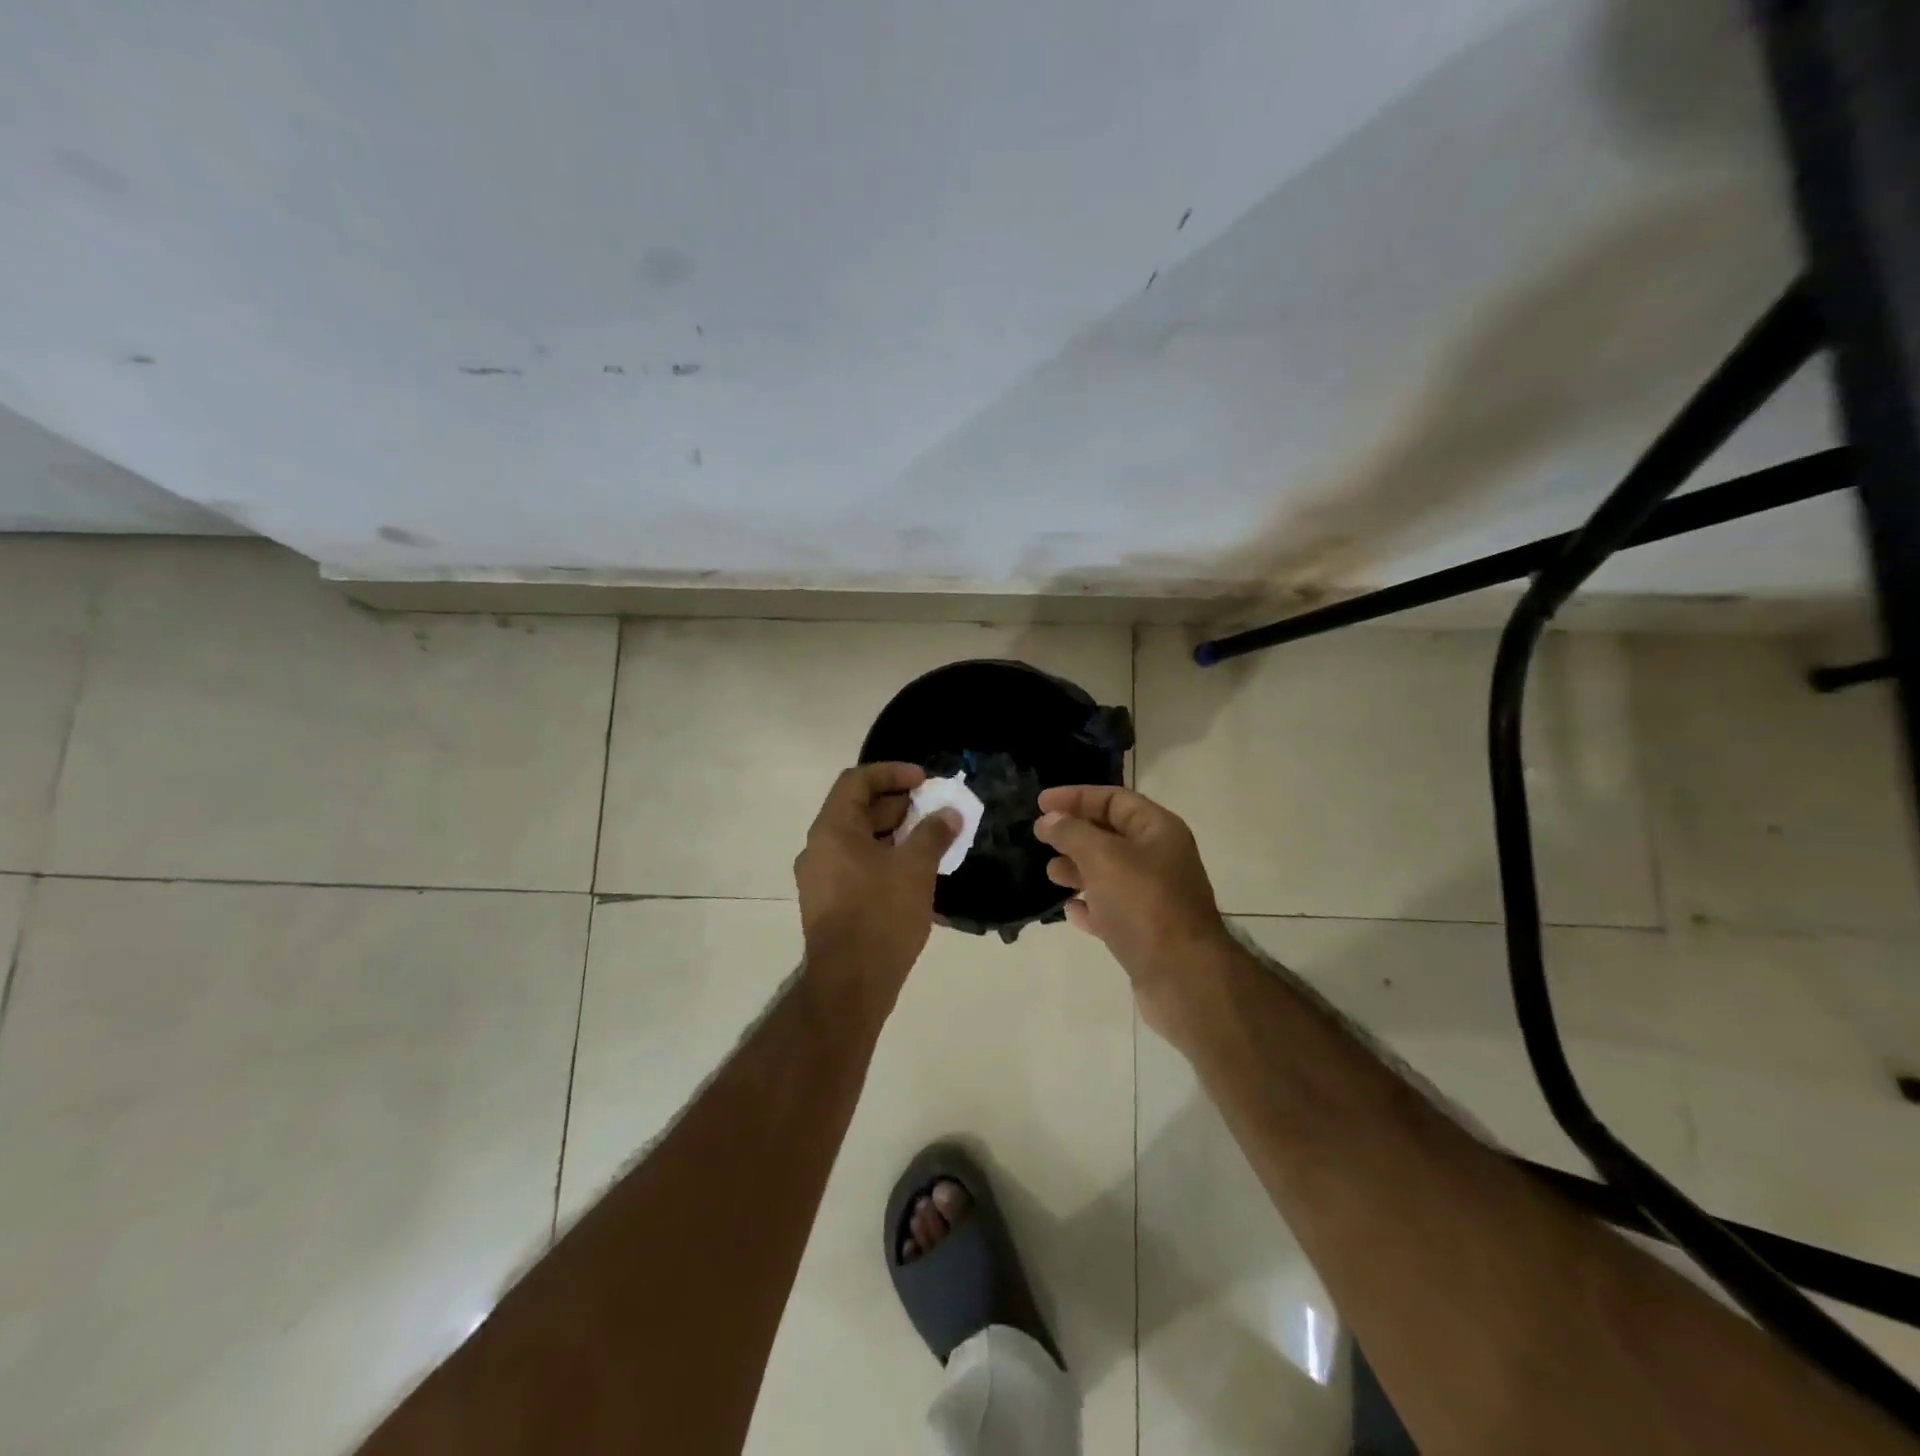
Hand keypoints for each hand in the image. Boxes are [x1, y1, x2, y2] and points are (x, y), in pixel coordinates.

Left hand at [794, 763, 958, 1019]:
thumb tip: (949, 813)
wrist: (850, 984)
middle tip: (933, 811)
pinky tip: (914, 874)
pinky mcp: (829, 903)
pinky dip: (884, 859)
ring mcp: (821, 877)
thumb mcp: (915, 869)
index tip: (924, 781)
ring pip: (858, 840)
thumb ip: (933, 833)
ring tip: (930, 842)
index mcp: (833, 829)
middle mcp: (819, 847)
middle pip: (857, 809)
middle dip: (898, 805)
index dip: (892, 772)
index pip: (857, 780)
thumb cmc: (880, 915)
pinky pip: (857, 866)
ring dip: (894, 834)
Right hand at [1034, 785, 1234, 1035]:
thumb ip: (1072, 833)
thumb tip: (1049, 819)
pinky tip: (1069, 911)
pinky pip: (1112, 911)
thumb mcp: (1102, 857)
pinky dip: (1090, 907)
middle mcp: (1160, 859)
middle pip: (1111, 835)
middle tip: (1041, 839)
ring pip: (1109, 874)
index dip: (1077, 797)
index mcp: (1159, 831)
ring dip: (1078, 870)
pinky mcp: (1147, 933)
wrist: (1183, 978)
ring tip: (1051, 874)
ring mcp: (1155, 898)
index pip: (1114, 799)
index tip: (1041, 803)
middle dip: (1075, 834)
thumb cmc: (1144, 904)